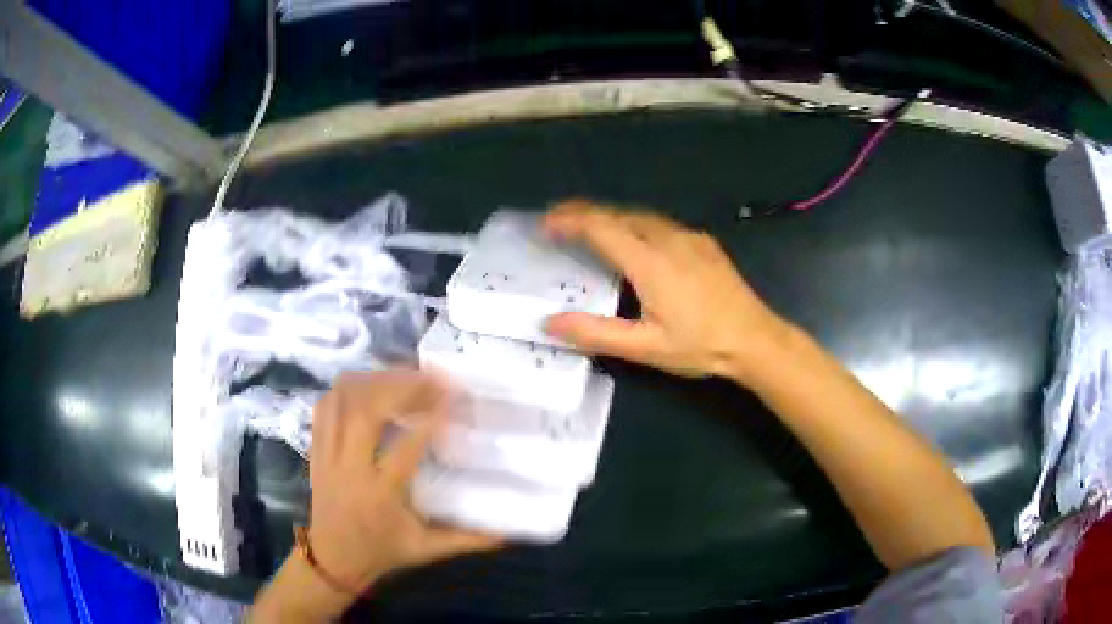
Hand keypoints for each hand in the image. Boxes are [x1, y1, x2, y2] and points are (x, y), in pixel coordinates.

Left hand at [307, 370, 501, 592]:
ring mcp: (328, 455)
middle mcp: (350, 468)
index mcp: (381, 494)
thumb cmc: (382, 552)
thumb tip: (507, 532)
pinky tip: (370, 386)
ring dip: (374, 381)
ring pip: (342, 401)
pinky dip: (347, 389)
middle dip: (399, 386)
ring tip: (403, 376)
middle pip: (366, 411)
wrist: (333, 558)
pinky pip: (325, 406)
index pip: (405, 448)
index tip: (454, 397)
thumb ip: (466, 540)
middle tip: (430, 378)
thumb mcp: (426, 550)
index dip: (430, 419)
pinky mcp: (316, 448)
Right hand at [544, 200, 789, 379]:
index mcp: (649, 261)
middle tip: (558, 222)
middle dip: (584, 213)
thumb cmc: (700, 345)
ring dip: (610, 217)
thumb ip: (595, 333)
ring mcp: (689, 237)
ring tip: (589, 228)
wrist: (755, 339)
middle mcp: (667, 238)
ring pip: (640, 216)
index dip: (569, 220)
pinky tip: (635, 240)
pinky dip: (635, 224)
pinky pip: (660, 223)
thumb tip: (549, 322)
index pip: (600, 227)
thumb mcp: (645, 347)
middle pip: (618, 214)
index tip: (545, 223)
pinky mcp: (703, 244)